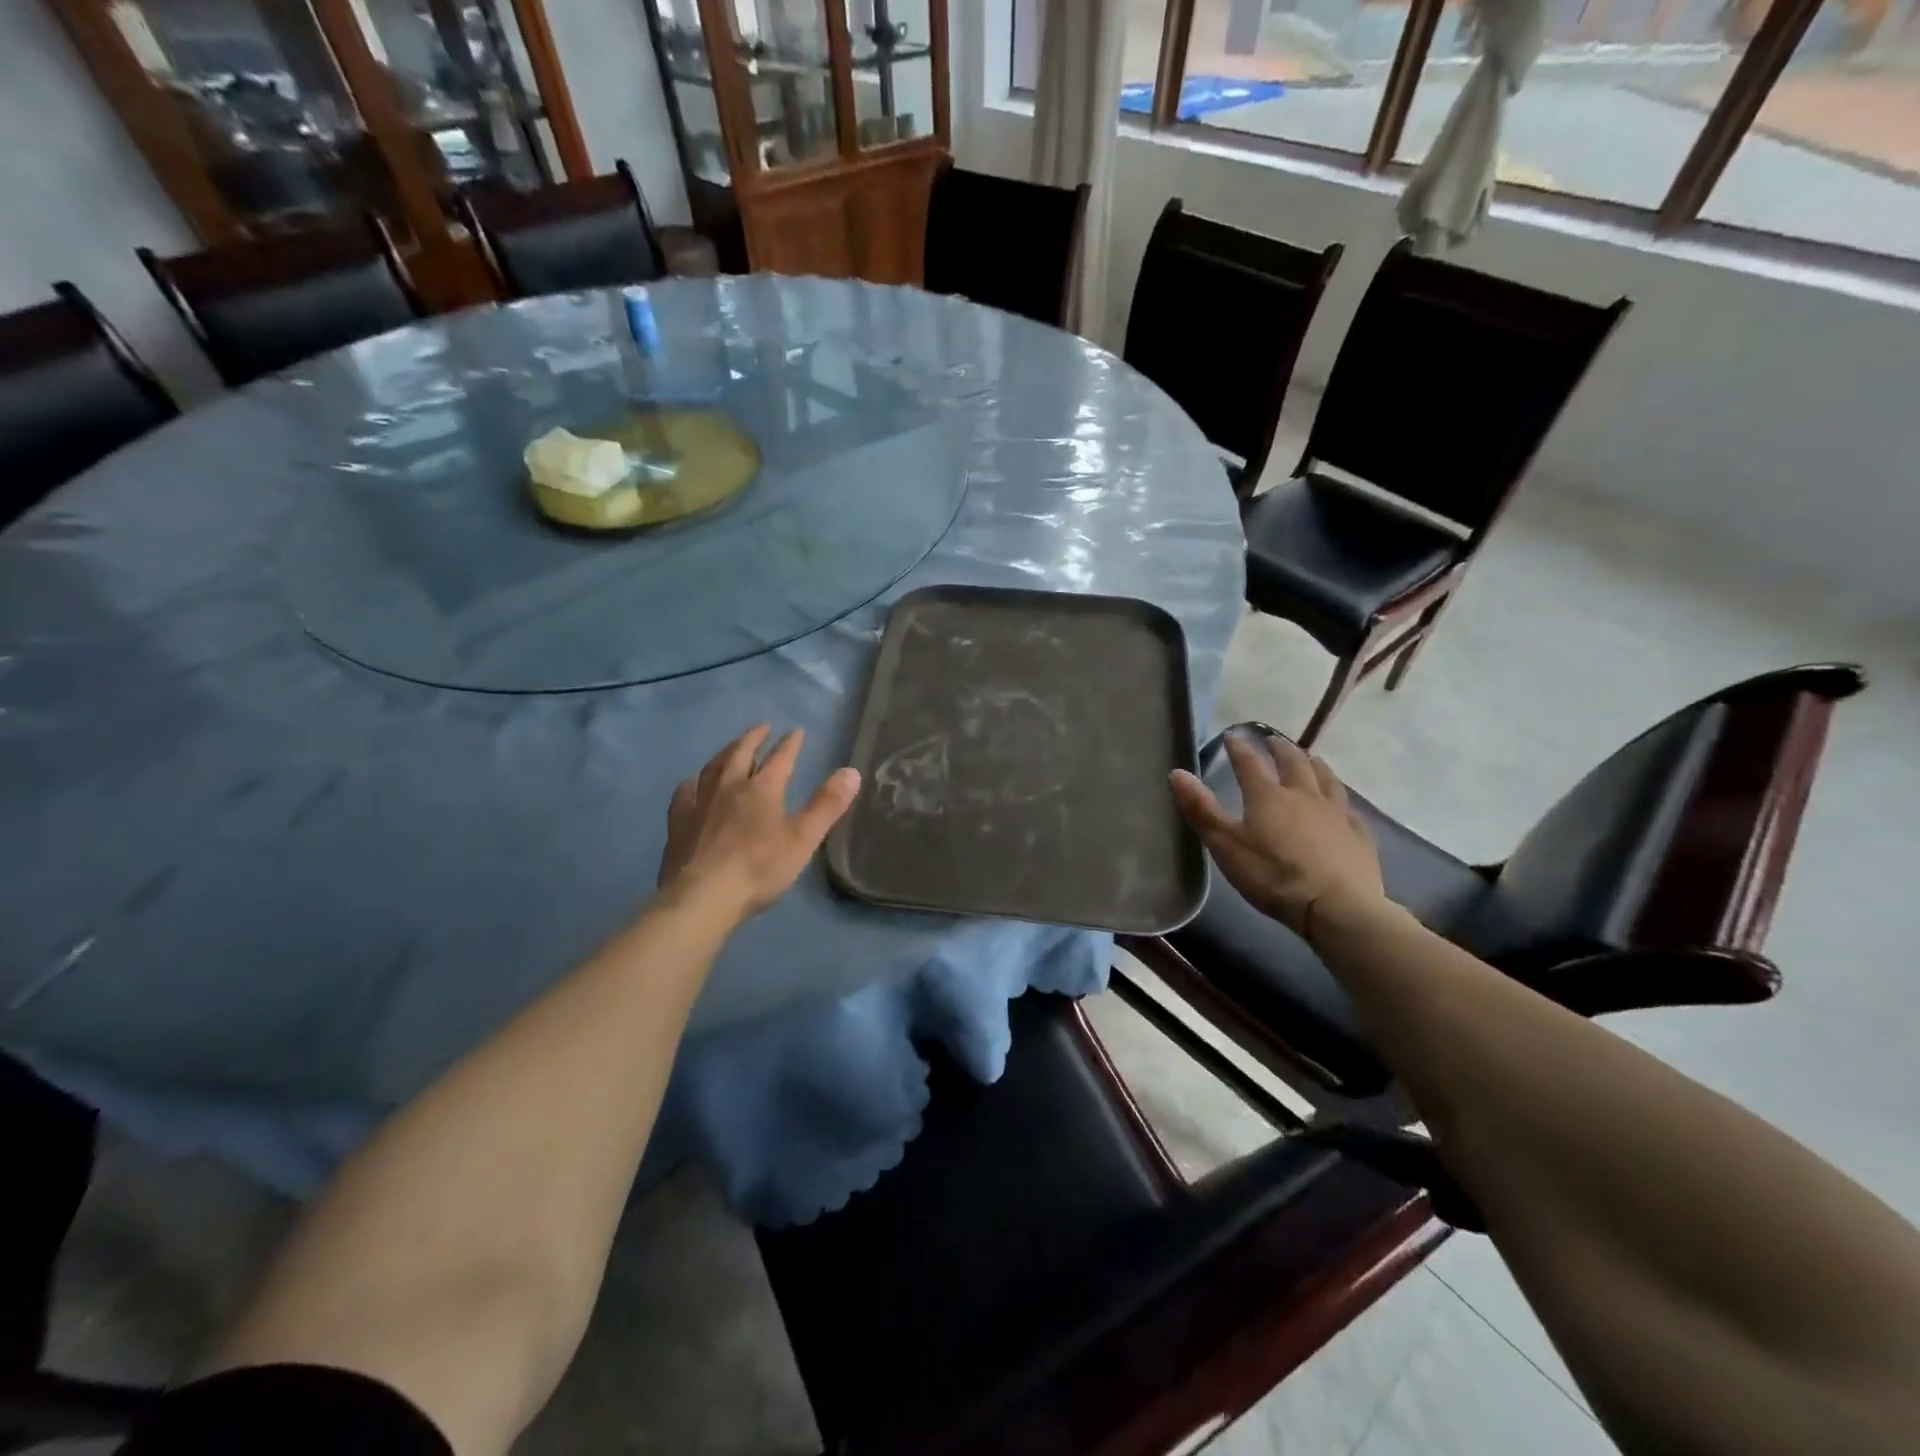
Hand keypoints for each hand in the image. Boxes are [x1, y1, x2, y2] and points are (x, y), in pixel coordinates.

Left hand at [658, 725, 860, 919]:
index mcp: (762, 789)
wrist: (703, 896)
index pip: (781, 758)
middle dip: (754, 738)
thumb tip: (852, 771)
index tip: (797, 731)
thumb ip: (827, 805)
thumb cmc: (759, 868)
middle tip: (762, 728)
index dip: (791, 743)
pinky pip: (683, 794)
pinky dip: (691, 784)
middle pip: (741, 753)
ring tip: (731, 748)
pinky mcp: (678, 823)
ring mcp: (700, 803)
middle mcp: (729, 786)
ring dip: (725, 753)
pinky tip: (690, 784)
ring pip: (712, 768)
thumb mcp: (803, 838)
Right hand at [1170, 733, 1385, 942]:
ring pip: (1326, 779)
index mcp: (1268, 796)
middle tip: (1273, 740)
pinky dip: (1342, 800)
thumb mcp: (1226, 845)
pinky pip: (1350, 810)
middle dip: (1280, 748)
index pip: (1250, 763)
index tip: (1232, 735)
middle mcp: (1304, 795)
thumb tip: (1177, 772)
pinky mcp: (1359, 836)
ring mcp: (1336, 814)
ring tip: (1310, 758)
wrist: (1337, 908)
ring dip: (1315, 765)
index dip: (1239, 748)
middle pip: (1293, 762)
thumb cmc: (1273, 876)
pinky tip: (1343, 805)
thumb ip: (1202, 809)